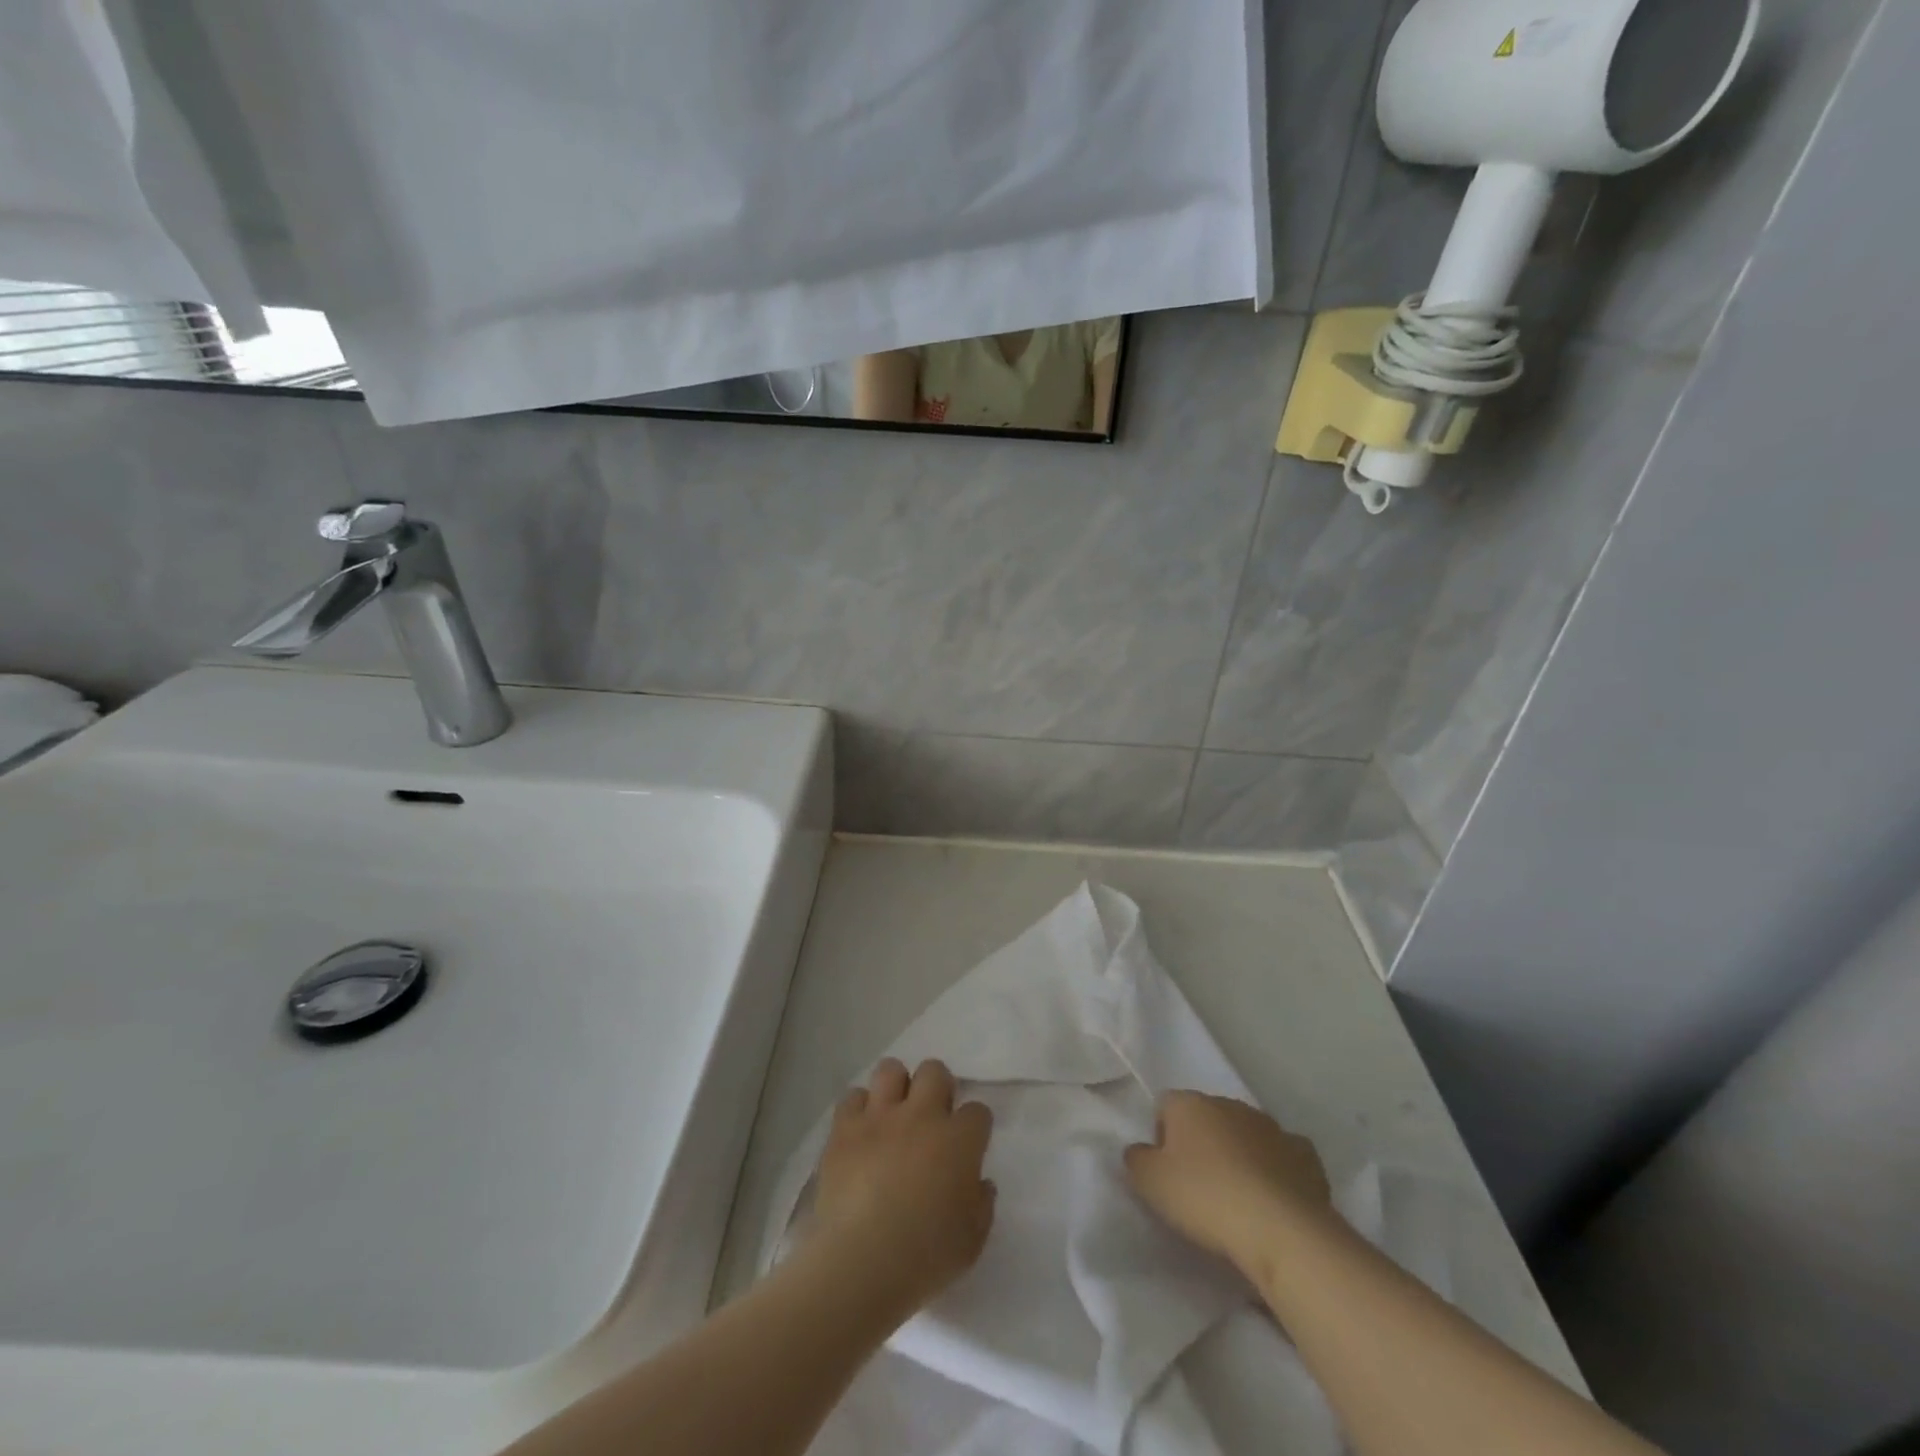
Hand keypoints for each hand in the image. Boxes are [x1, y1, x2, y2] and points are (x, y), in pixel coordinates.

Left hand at [811, 1058, 995, 1317]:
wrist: (860, 1263)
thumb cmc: (924, 1257)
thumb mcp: (971, 1242)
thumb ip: (982, 1205)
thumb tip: (980, 1183)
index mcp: (959, 1141)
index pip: (978, 1111)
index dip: (975, 1127)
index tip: (968, 1146)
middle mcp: (921, 1115)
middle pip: (935, 1071)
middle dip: (938, 1087)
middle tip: (932, 1118)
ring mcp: (880, 1117)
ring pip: (891, 1069)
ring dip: (896, 1087)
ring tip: (893, 1115)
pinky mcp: (845, 1128)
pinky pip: (853, 1097)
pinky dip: (858, 1110)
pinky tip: (861, 1132)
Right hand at [1125, 1091, 1333, 1278]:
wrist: (1280, 1229)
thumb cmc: (1205, 1198)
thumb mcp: (1150, 1183)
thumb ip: (1137, 1160)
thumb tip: (1140, 1151)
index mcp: (1190, 1103)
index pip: (1165, 1107)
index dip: (1161, 1137)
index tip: (1166, 1173)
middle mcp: (1229, 1104)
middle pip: (1206, 1118)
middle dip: (1201, 1144)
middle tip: (1199, 1188)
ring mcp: (1271, 1127)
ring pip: (1245, 1134)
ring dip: (1239, 1155)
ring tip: (1238, 1198)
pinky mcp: (1305, 1155)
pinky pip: (1283, 1156)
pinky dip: (1277, 1169)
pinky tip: (1274, 1197)